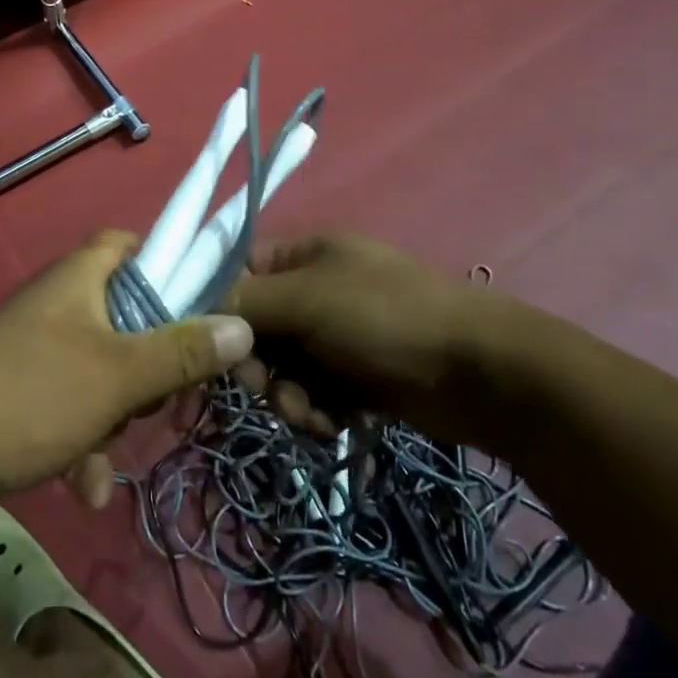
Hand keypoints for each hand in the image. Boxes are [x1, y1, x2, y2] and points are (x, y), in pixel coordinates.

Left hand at [0, 230, 254, 508]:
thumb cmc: (30, 396)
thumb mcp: (118, 376)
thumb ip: (181, 352)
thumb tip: (242, 324)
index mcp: (78, 277)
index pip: (128, 244)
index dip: (164, 265)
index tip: (195, 304)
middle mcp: (56, 303)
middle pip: (124, 315)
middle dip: (148, 361)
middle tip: (163, 393)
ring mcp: (34, 349)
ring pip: (100, 369)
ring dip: (116, 415)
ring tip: (113, 452)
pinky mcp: (17, 392)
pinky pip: (68, 405)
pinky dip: (82, 441)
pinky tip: (83, 488)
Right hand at [229, 231, 533, 453]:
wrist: (478, 371)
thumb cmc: (384, 317)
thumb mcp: (307, 298)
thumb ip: (246, 303)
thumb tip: (198, 312)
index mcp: (304, 253)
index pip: (239, 271)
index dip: (218, 306)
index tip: (205, 345)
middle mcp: (315, 288)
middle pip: (257, 325)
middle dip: (257, 363)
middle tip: (265, 387)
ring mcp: (337, 334)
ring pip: (282, 367)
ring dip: (286, 395)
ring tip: (309, 414)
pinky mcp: (356, 377)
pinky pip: (312, 393)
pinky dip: (315, 411)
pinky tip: (333, 424)